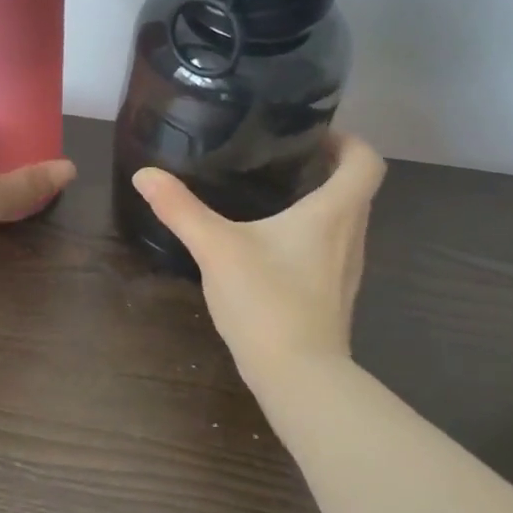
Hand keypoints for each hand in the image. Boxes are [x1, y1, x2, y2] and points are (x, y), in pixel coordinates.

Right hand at [132, 133, 385, 380]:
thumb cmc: (267, 301)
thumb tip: (146, 174)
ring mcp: (348, 269)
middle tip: (284, 158)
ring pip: (346, 221)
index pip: (366, 161)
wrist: (298, 376)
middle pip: (357, 189)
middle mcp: (352, 235)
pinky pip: (333, 248)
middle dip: (327, 168)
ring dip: (321, 202)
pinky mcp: (335, 294)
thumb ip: (181, 209)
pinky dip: (313, 234)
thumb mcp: (217, 248)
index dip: (348, 141)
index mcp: (334, 213)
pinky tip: (274, 244)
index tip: (313, 136)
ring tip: (277, 194)